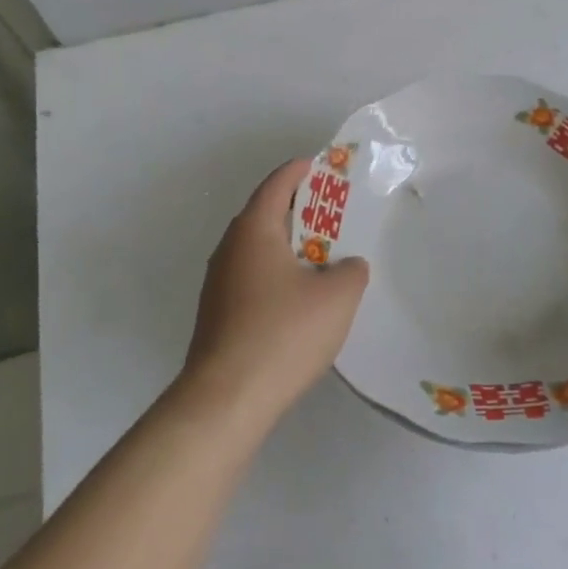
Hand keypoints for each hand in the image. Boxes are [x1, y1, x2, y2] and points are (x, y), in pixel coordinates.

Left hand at [180, 159, 369, 425]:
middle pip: (266, 213)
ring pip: (258, 248)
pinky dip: (277, 274)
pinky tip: (299, 300)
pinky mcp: (217, 313)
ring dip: (289, 246)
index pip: (278, 183)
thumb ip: (351, 271)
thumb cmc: (284, 333)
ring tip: (323, 258)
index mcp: (254, 229)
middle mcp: (230, 247)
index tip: (327, 168)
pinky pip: (252, 277)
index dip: (303, 170)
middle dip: (301, 210)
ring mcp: (218, 282)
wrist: (226, 400)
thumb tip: (347, 266)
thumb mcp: (337, 297)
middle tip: (335, 215)